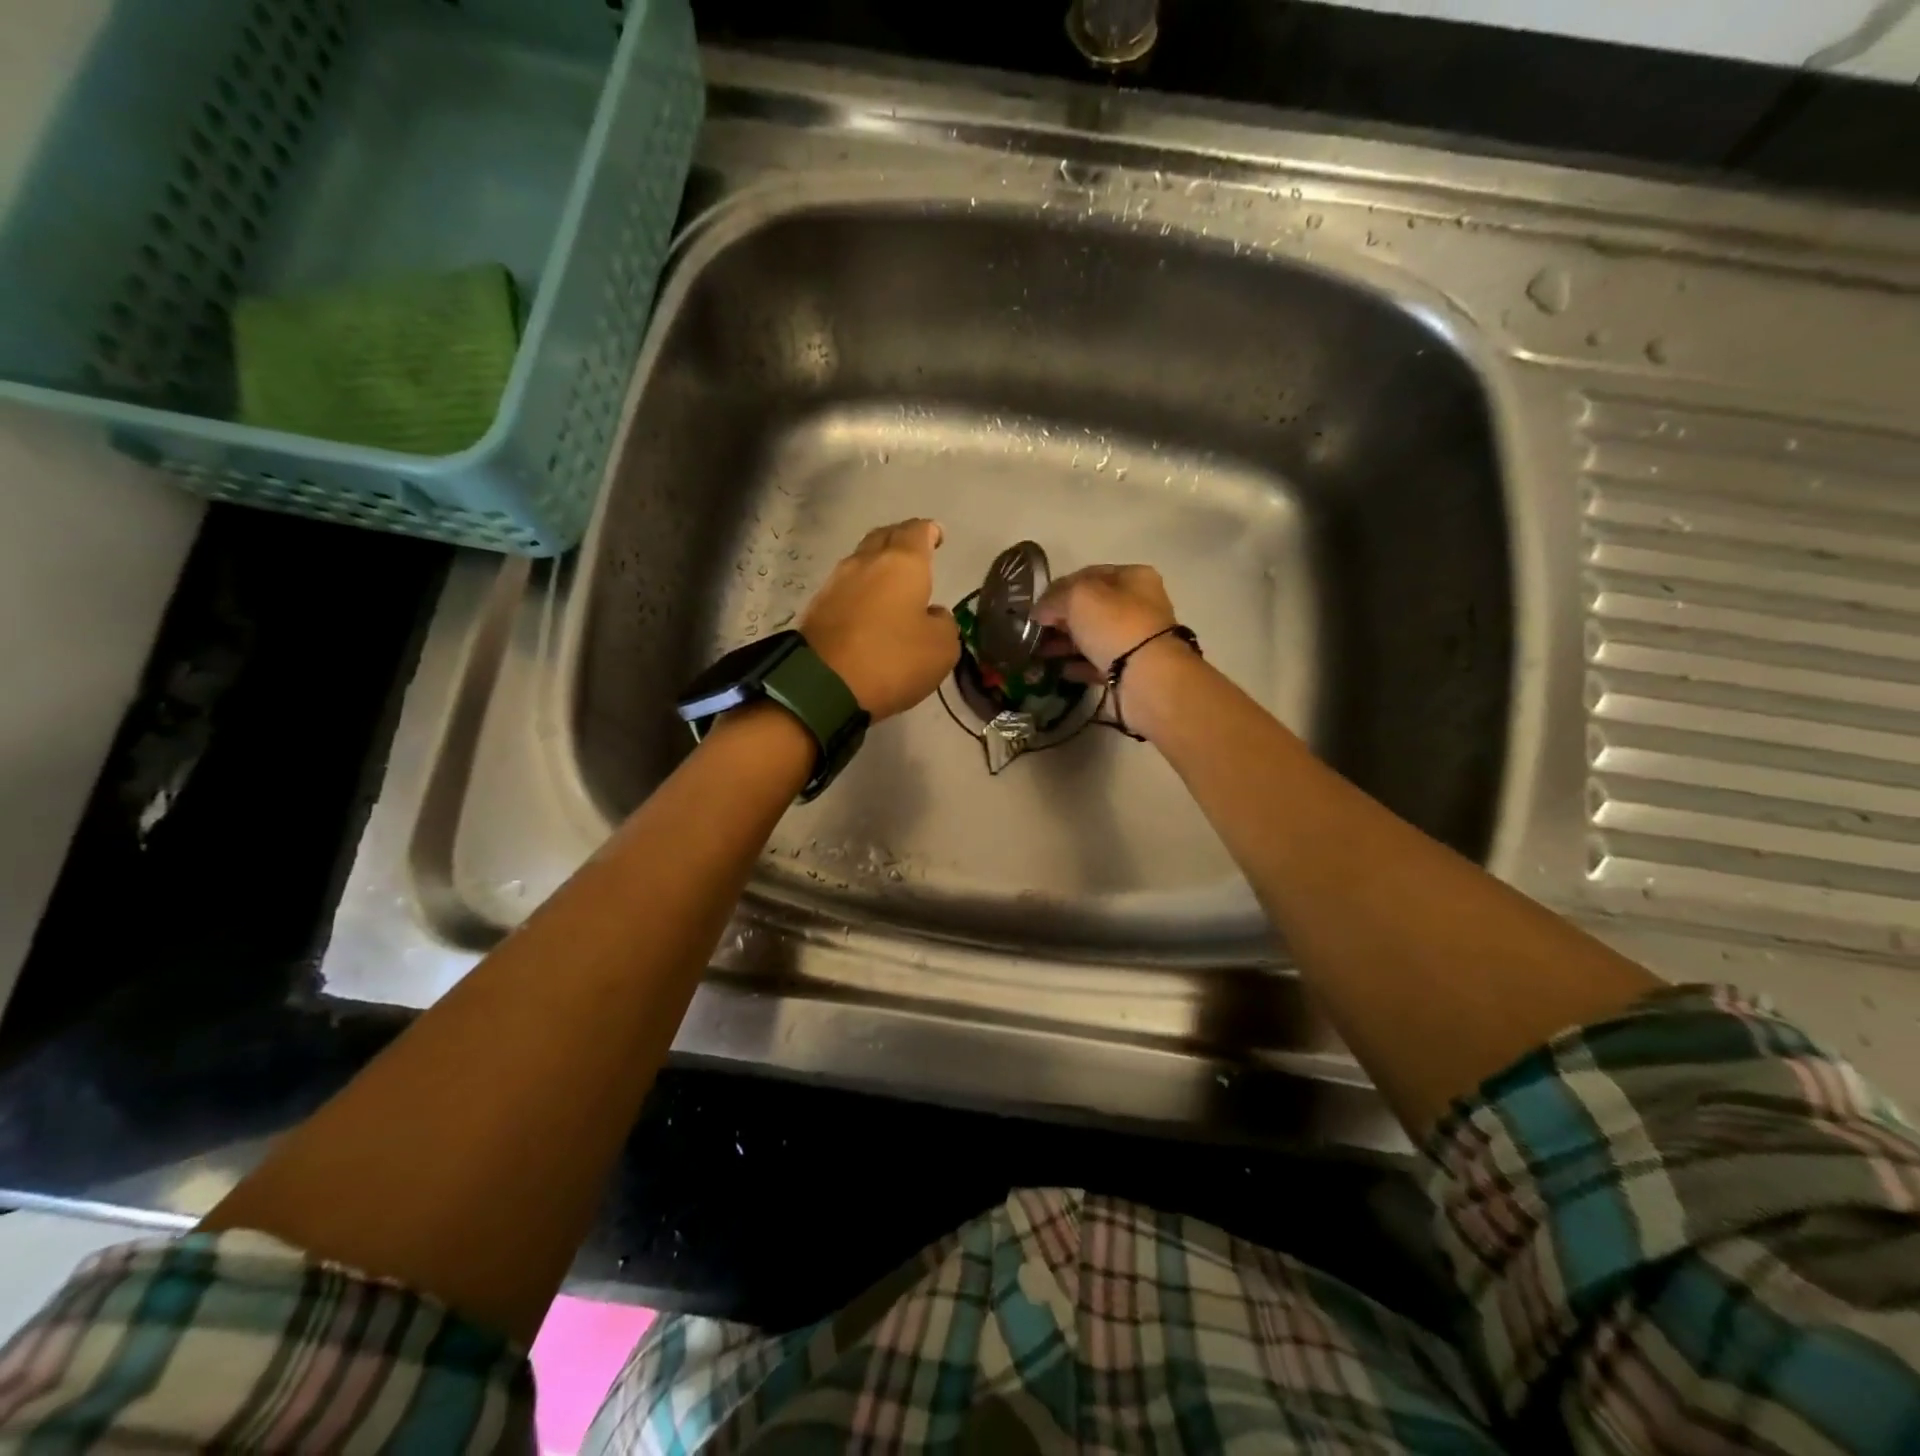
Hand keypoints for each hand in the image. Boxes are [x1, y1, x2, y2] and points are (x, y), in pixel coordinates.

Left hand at [802, 519, 959, 721]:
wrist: (822, 686)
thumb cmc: (891, 660)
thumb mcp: (942, 649)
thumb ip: (944, 624)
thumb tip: (932, 615)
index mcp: (902, 563)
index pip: (918, 531)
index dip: (931, 532)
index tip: (938, 537)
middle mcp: (866, 562)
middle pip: (885, 537)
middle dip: (902, 540)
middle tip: (916, 553)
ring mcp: (836, 582)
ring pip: (862, 561)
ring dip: (878, 566)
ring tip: (893, 583)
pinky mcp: (817, 607)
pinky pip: (846, 587)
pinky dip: (861, 590)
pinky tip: (870, 609)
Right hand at [1033, 564, 1178, 675]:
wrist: (1147, 676)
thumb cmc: (1115, 625)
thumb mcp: (1077, 597)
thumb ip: (1053, 599)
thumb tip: (1039, 611)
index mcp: (1133, 577)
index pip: (1089, 575)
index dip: (1059, 588)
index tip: (1037, 605)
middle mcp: (1139, 605)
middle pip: (1092, 607)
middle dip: (1061, 618)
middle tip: (1036, 630)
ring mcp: (1136, 639)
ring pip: (1093, 636)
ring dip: (1066, 643)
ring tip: (1040, 652)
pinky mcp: (1131, 669)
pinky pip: (1098, 663)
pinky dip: (1078, 665)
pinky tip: (1059, 669)